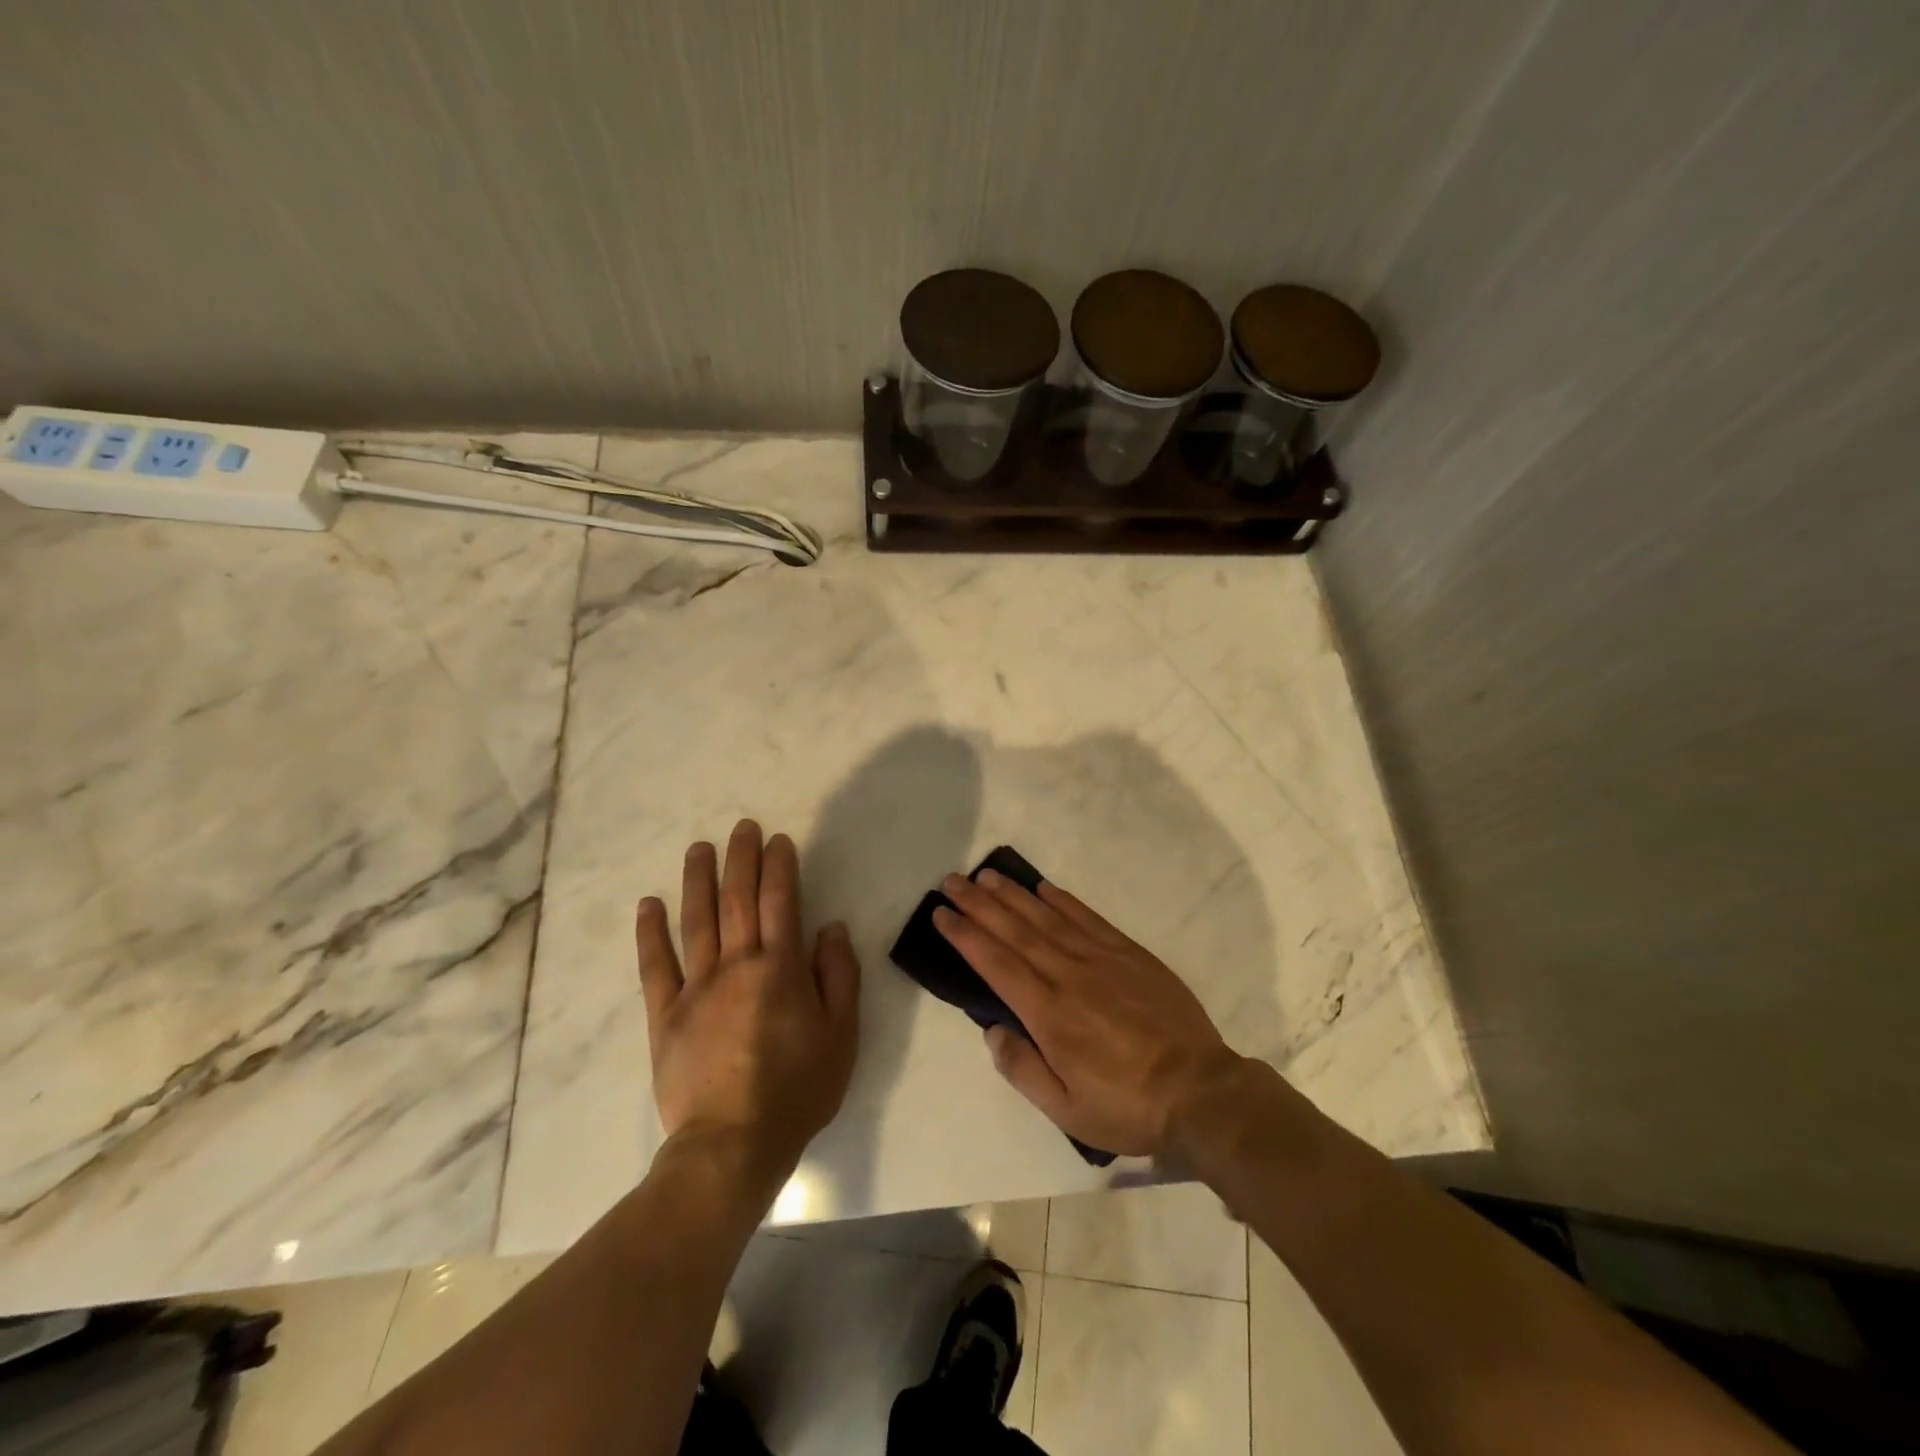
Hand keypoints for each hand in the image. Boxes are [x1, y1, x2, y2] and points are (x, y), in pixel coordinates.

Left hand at [635, 820, 859, 1189]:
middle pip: (736, 899)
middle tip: (742, 828)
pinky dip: (650, 932)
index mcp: (780, 968)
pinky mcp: (665, 1015)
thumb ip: (838, 975)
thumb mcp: (842, 1035)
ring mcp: (696, 988)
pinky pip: (655, 966)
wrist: (733, 1144)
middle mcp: (737, 965)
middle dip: (741, 859)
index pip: (780, 901)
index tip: (778, 840)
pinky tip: (649, 904)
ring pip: (696, 920)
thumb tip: (830, 927)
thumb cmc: (797, 1089)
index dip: (779, 866)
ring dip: (698, 879)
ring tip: (699, 848)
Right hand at [934, 869, 1248, 1157]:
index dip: (965, 935)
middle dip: (979, 904)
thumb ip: (1022, 1069)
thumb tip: (993, 1031)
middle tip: (952, 881)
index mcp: (1048, 1014)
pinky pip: (1088, 918)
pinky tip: (1043, 888)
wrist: (1199, 1091)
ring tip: (986, 875)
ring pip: (1046, 918)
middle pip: (1014, 931)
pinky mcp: (1129, 953)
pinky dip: (1062, 900)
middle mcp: (1068, 975)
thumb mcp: (1066, 1110)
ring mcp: (1100, 959)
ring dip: (1013, 894)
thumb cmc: (1126, 1105)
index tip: (942, 913)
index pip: (996, 964)